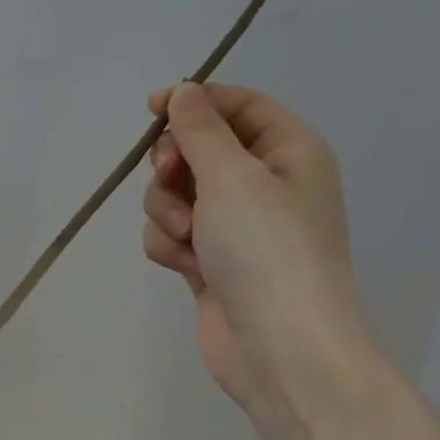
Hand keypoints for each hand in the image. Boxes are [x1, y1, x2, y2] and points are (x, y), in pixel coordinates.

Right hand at [141, 82, 372, 424]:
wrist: (280, 347)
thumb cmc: (268, 250)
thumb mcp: (233, 176)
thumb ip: (200, 130)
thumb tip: (184, 92)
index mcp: (288, 153)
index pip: (239, 106)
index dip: (195, 102)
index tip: (151, 110)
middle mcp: (264, 185)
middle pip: (198, 151)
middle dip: (174, 166)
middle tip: (171, 179)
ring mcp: (235, 228)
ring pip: (176, 196)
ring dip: (168, 212)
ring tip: (188, 238)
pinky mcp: (210, 263)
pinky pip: (173, 235)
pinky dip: (170, 247)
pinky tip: (185, 267)